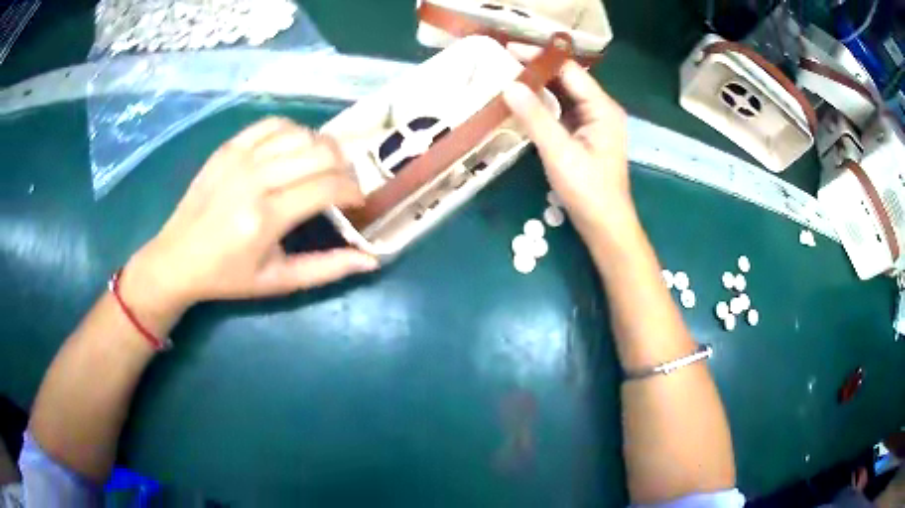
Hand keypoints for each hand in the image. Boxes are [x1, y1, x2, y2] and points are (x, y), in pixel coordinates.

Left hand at [127, 117, 378, 312]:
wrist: (177, 258)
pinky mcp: (229, 147)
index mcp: (265, 218)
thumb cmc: (228, 276)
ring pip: (300, 134)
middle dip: (344, 168)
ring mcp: (239, 157)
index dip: (353, 192)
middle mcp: (254, 179)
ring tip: (323, 168)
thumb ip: (326, 269)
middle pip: (319, 153)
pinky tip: (296, 150)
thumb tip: (371, 260)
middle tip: (343, 186)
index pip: (327, 188)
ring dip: (322, 149)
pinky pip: (273, 125)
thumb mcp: (278, 281)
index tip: (358, 203)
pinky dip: (294, 132)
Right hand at [502, 61, 632, 238]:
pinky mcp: (584, 136)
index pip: (569, 70)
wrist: (605, 226)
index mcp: (602, 108)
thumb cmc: (588, 191)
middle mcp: (600, 109)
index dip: (538, 58)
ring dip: (537, 87)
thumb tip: (509, 85)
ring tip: (505, 77)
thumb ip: (535, 117)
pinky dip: (541, 106)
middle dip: (535, 70)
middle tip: (500, 63)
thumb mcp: (559, 152)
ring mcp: (592, 123)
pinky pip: (561, 112)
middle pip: (566, 80)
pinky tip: (521, 104)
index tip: (506, 50)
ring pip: (562, 95)